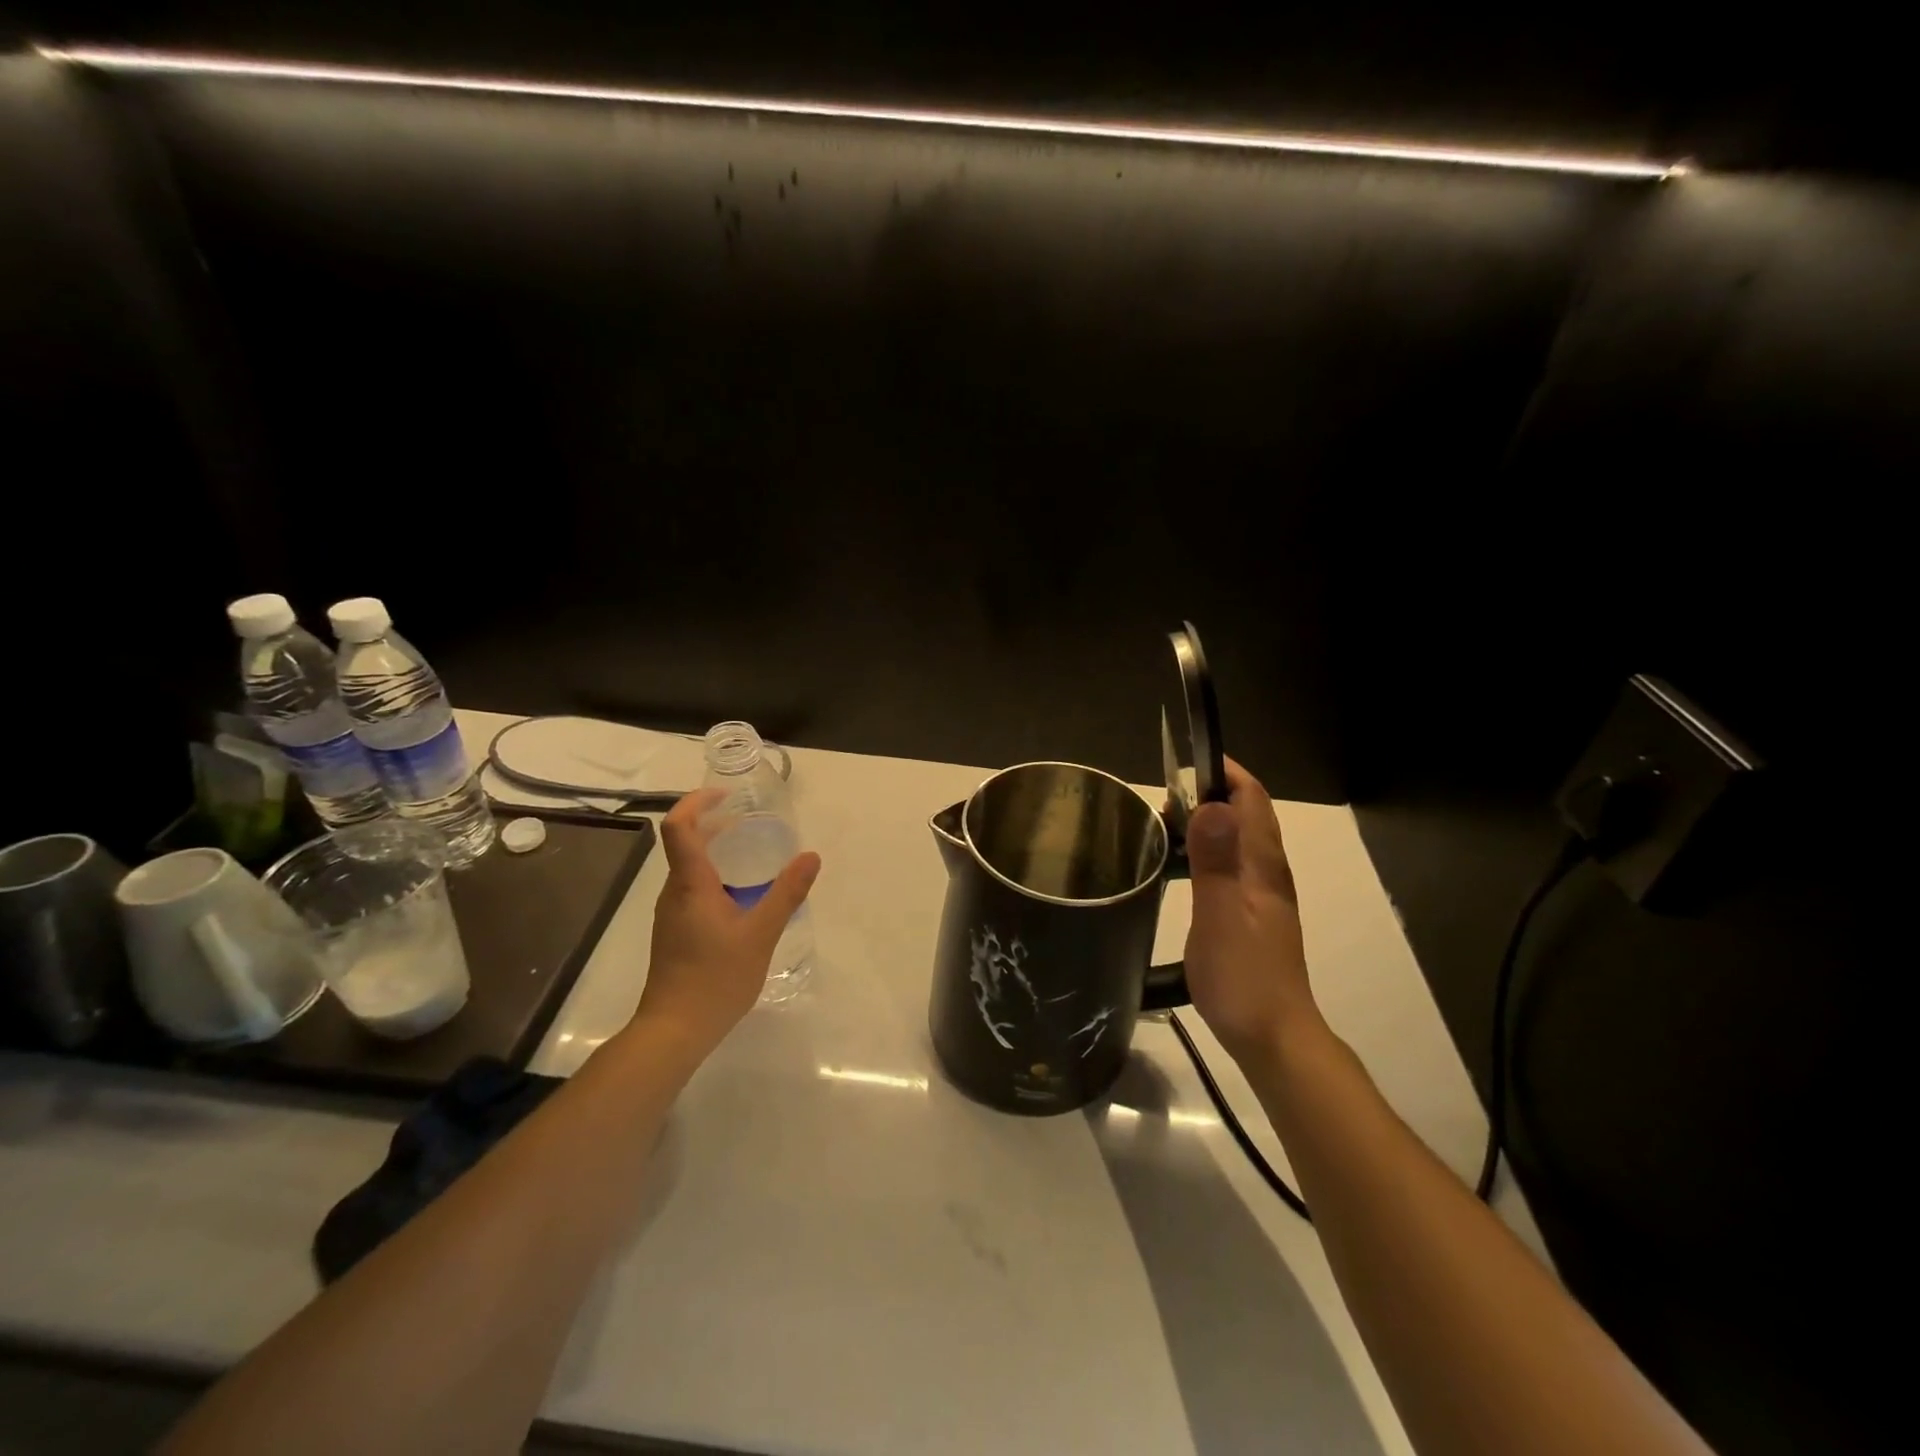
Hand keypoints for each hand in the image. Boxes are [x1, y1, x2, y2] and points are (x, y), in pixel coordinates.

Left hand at [633, 789, 821, 1054]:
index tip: (726, 795)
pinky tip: (742, 896)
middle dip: (714, 824)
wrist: (674, 1031)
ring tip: (752, 854)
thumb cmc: (715, 979)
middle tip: (750, 820)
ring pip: (689, 869)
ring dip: (716, 851)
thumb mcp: (761, 934)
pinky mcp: (675, 932)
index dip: (696, 802)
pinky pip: (693, 890)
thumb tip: (810, 856)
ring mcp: (672, 914)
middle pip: (684, 843)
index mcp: (690, 884)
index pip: (678, 827)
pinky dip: (715, 877)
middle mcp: (674, 892)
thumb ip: (786, 893)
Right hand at [1183, 758, 1317, 1064]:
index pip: (1252, 798)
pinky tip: (1180, 869)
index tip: (1183, 764)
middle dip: (1209, 793)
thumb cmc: (1243, 976)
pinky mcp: (1252, 914)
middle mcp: (1268, 872)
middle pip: (1246, 814)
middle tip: (1162, 800)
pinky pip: (1230, 865)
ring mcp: (1262, 894)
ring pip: (1237, 840)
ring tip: (1164, 827)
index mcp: (1263, 865)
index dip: (1224, 772)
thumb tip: (1212, 803)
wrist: (1273, 1037)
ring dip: (1206, 822)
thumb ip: (1216, 861)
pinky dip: (1205, 851)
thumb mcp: (1220, 916)